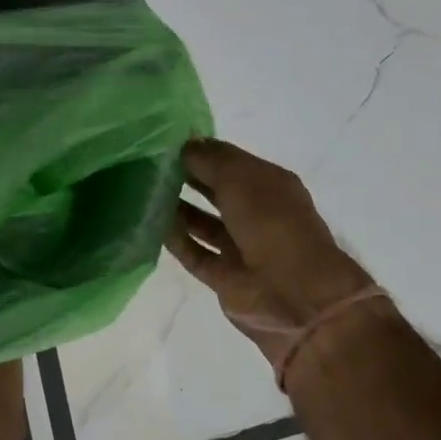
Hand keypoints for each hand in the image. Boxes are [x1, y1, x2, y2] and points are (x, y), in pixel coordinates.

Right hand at [164, 137, 377, 372]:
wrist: (296, 296)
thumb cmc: (272, 225)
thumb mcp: (240, 179)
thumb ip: (209, 160)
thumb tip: (183, 145)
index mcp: (269, 185)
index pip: (229, 161)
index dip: (200, 151)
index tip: (163, 143)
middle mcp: (256, 214)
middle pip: (215, 190)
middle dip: (186, 177)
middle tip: (147, 165)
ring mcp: (240, 247)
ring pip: (202, 222)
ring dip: (177, 208)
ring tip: (144, 192)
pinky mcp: (224, 277)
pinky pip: (194, 253)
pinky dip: (175, 240)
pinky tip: (151, 224)